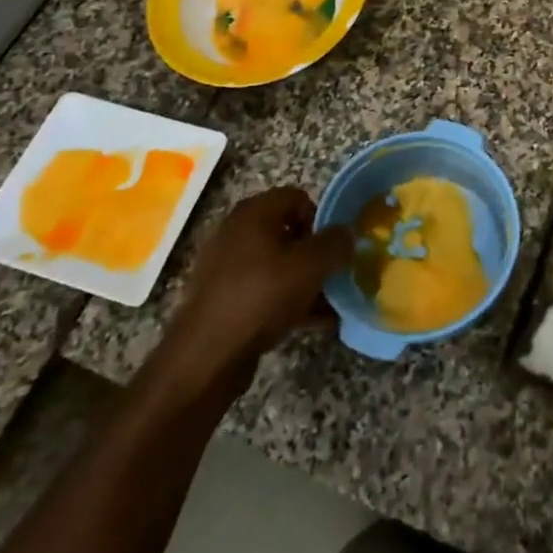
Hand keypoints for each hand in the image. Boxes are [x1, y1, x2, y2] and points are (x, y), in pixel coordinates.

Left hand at [150, 187, 352, 402]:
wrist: (206, 356)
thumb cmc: (262, 295)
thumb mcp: (311, 265)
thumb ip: (336, 243)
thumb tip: (346, 233)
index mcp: (254, 212)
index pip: (298, 197)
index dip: (321, 218)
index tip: (333, 247)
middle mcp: (236, 231)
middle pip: (288, 231)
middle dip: (314, 253)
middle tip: (332, 275)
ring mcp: (225, 266)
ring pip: (277, 264)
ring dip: (304, 280)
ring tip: (328, 304)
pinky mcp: (222, 298)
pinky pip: (264, 290)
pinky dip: (286, 300)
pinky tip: (309, 322)